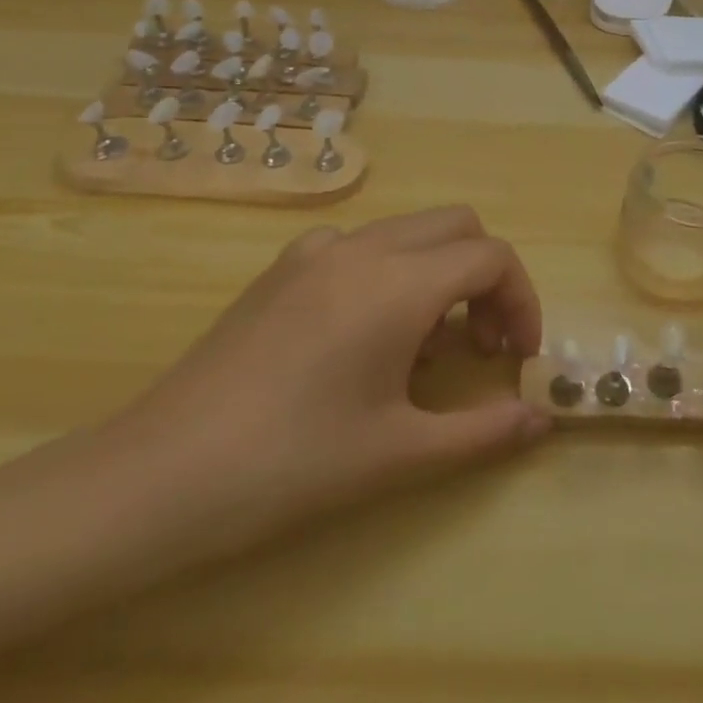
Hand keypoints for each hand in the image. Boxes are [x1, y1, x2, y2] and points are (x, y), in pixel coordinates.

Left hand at [102, 207, 549, 568]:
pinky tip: (364, 338)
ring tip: (425, 350)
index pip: (491, 257)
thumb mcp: (400, 453)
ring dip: (438, 273)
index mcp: (399, 282)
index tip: (518, 357)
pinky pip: (359, 248)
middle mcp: (362, 247)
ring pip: (407, 233)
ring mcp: (314, 251)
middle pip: (455, 226)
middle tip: (484, 344)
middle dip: (487, 276)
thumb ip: (485, 431)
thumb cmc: (292, 465)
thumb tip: (543, 420)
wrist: (159, 476)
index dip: (522, 299)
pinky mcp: (281, 270)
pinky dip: (389, 274)